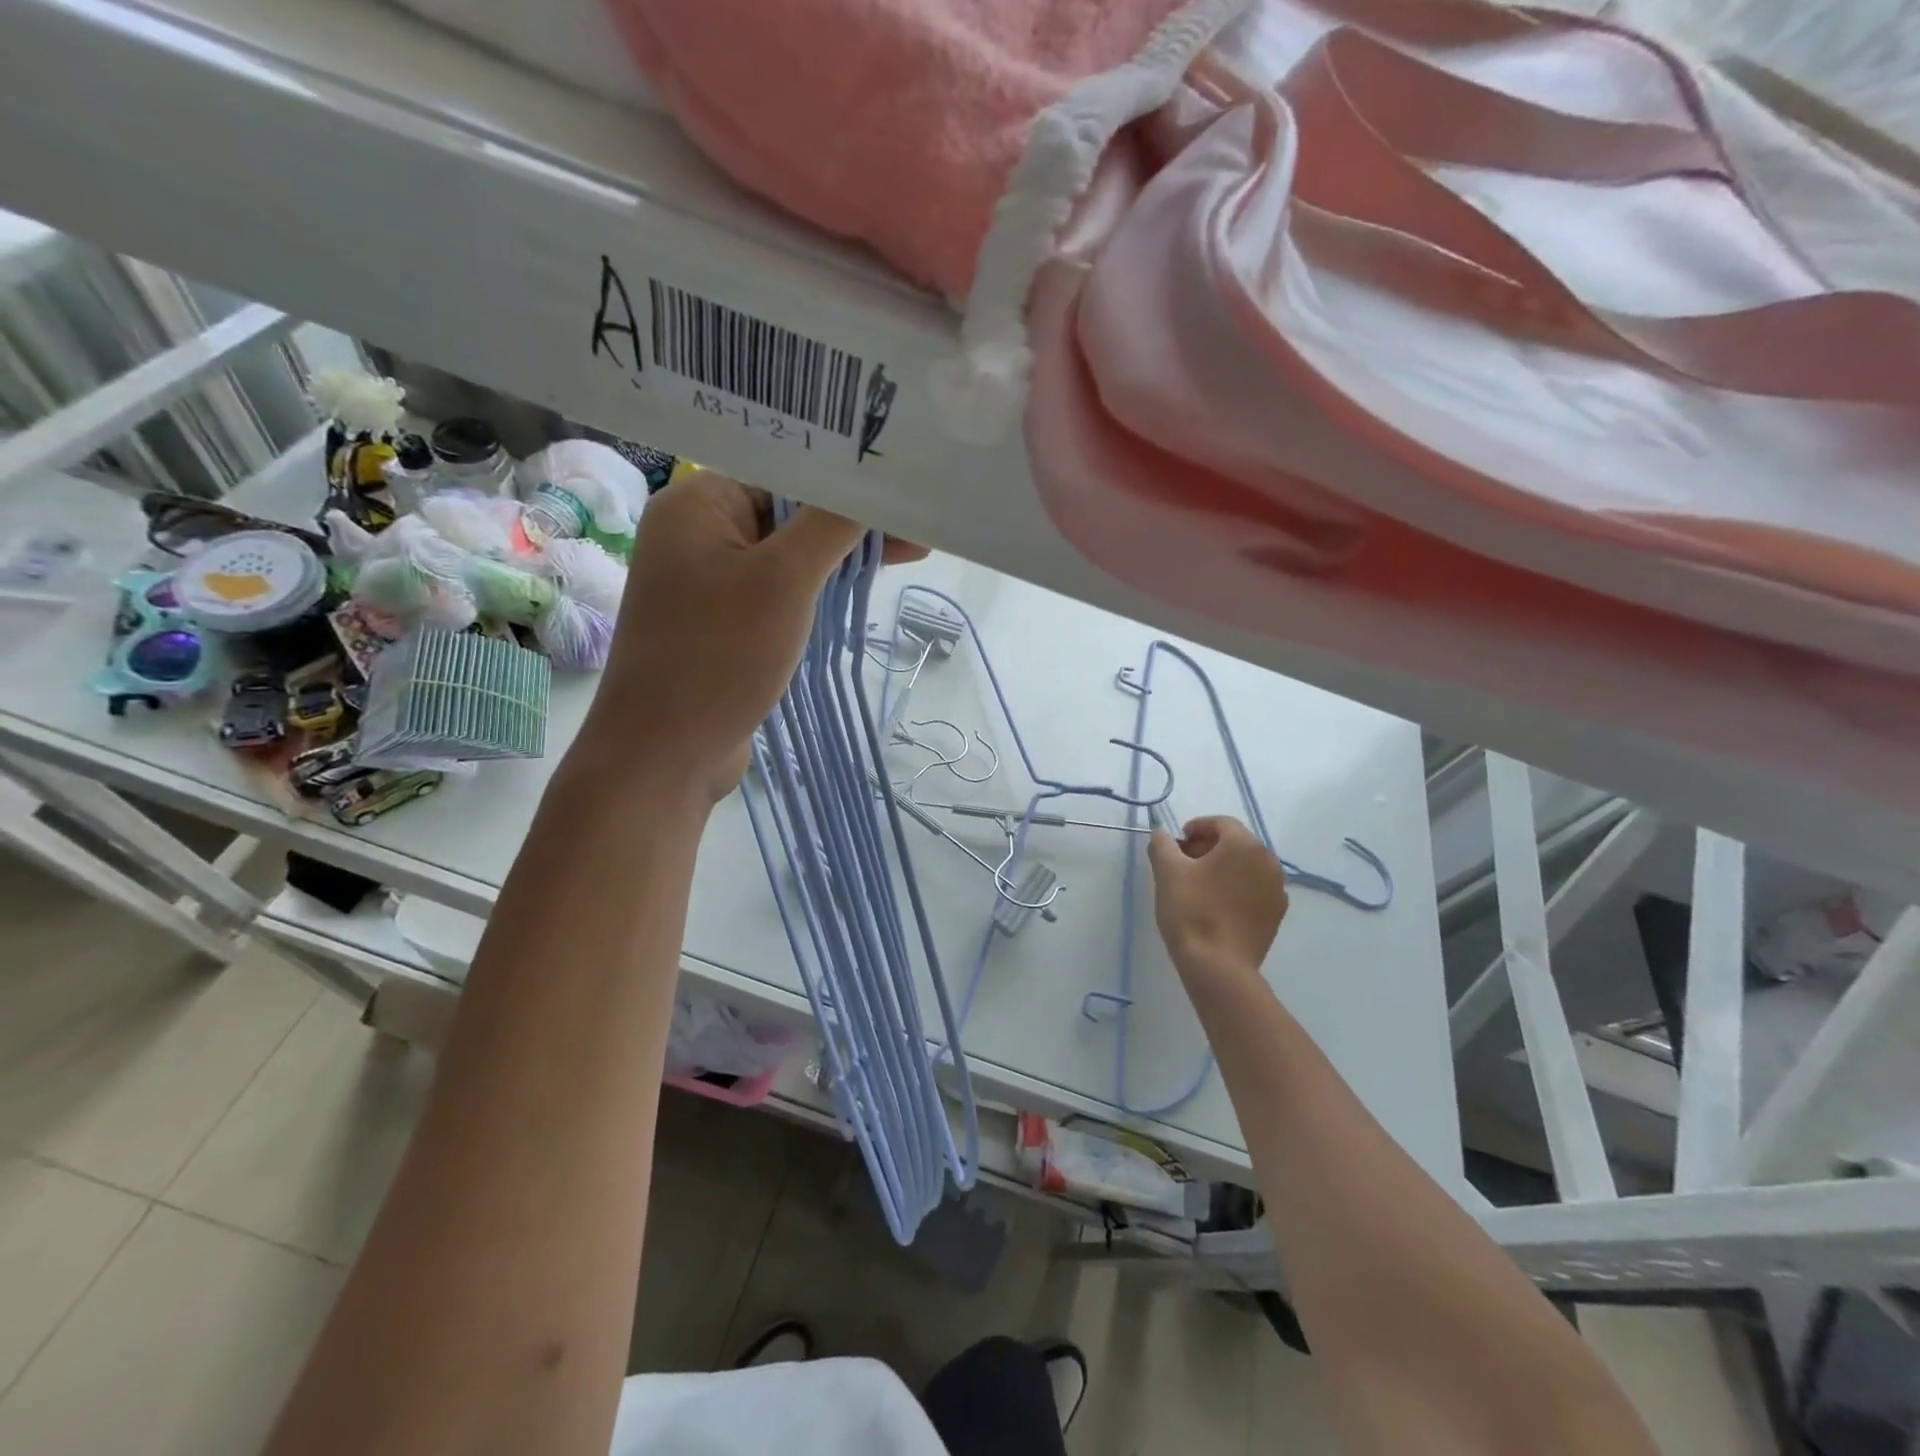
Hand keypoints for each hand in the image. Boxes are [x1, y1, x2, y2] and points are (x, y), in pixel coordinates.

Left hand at [580, 469, 920, 804]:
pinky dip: (816, 589)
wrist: (666, 754)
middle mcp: (698, 534)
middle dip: (849, 521)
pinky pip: (777, 591)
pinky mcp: (723, 622)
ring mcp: (709, 582)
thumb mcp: (784, 581)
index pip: (783, 470)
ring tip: (905, 554)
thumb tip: (872, 484)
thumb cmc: (720, 656)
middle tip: (916, 530)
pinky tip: (856, 590)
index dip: (844, 479)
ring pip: (787, 555)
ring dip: (838, 557)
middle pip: (787, 511)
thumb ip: (830, 524)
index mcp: (698, 504)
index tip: (900, 490)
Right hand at [1147, 816, 1288, 978]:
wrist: (1218, 965)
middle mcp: (1269, 862)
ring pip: (1246, 868)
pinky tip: (1215, 905)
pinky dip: (1235, 889)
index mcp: (1245, 845)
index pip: (1221, 823)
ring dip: (1223, 868)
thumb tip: (1162, 834)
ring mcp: (1277, 891)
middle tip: (1183, 861)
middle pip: (1236, 844)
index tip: (1177, 841)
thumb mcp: (1167, 871)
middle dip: (1209, 847)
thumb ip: (1162, 844)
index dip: (1197, 827)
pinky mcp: (1276, 916)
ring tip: (1197, 884)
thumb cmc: (1191, 910)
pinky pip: (1254, 890)